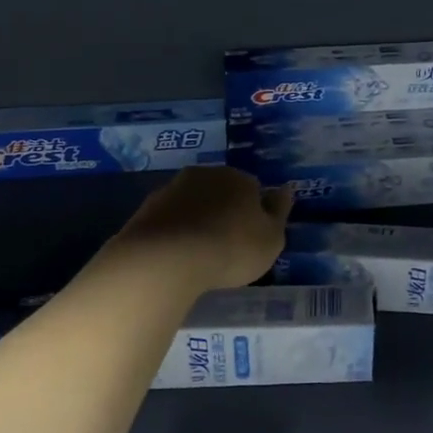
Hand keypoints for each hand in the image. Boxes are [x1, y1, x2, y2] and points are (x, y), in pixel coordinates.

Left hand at [109, 166, 292, 290]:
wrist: (166, 258)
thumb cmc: (231, 248)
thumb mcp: (271, 238)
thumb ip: (279, 212)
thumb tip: (285, 189)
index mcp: (240, 178)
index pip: (253, 189)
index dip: (254, 213)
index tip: (251, 236)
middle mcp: (206, 175)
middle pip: (221, 191)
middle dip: (224, 211)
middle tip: (226, 245)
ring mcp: (172, 189)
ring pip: (193, 203)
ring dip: (197, 220)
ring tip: (199, 253)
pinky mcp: (146, 209)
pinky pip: (169, 219)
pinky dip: (175, 232)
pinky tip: (176, 255)